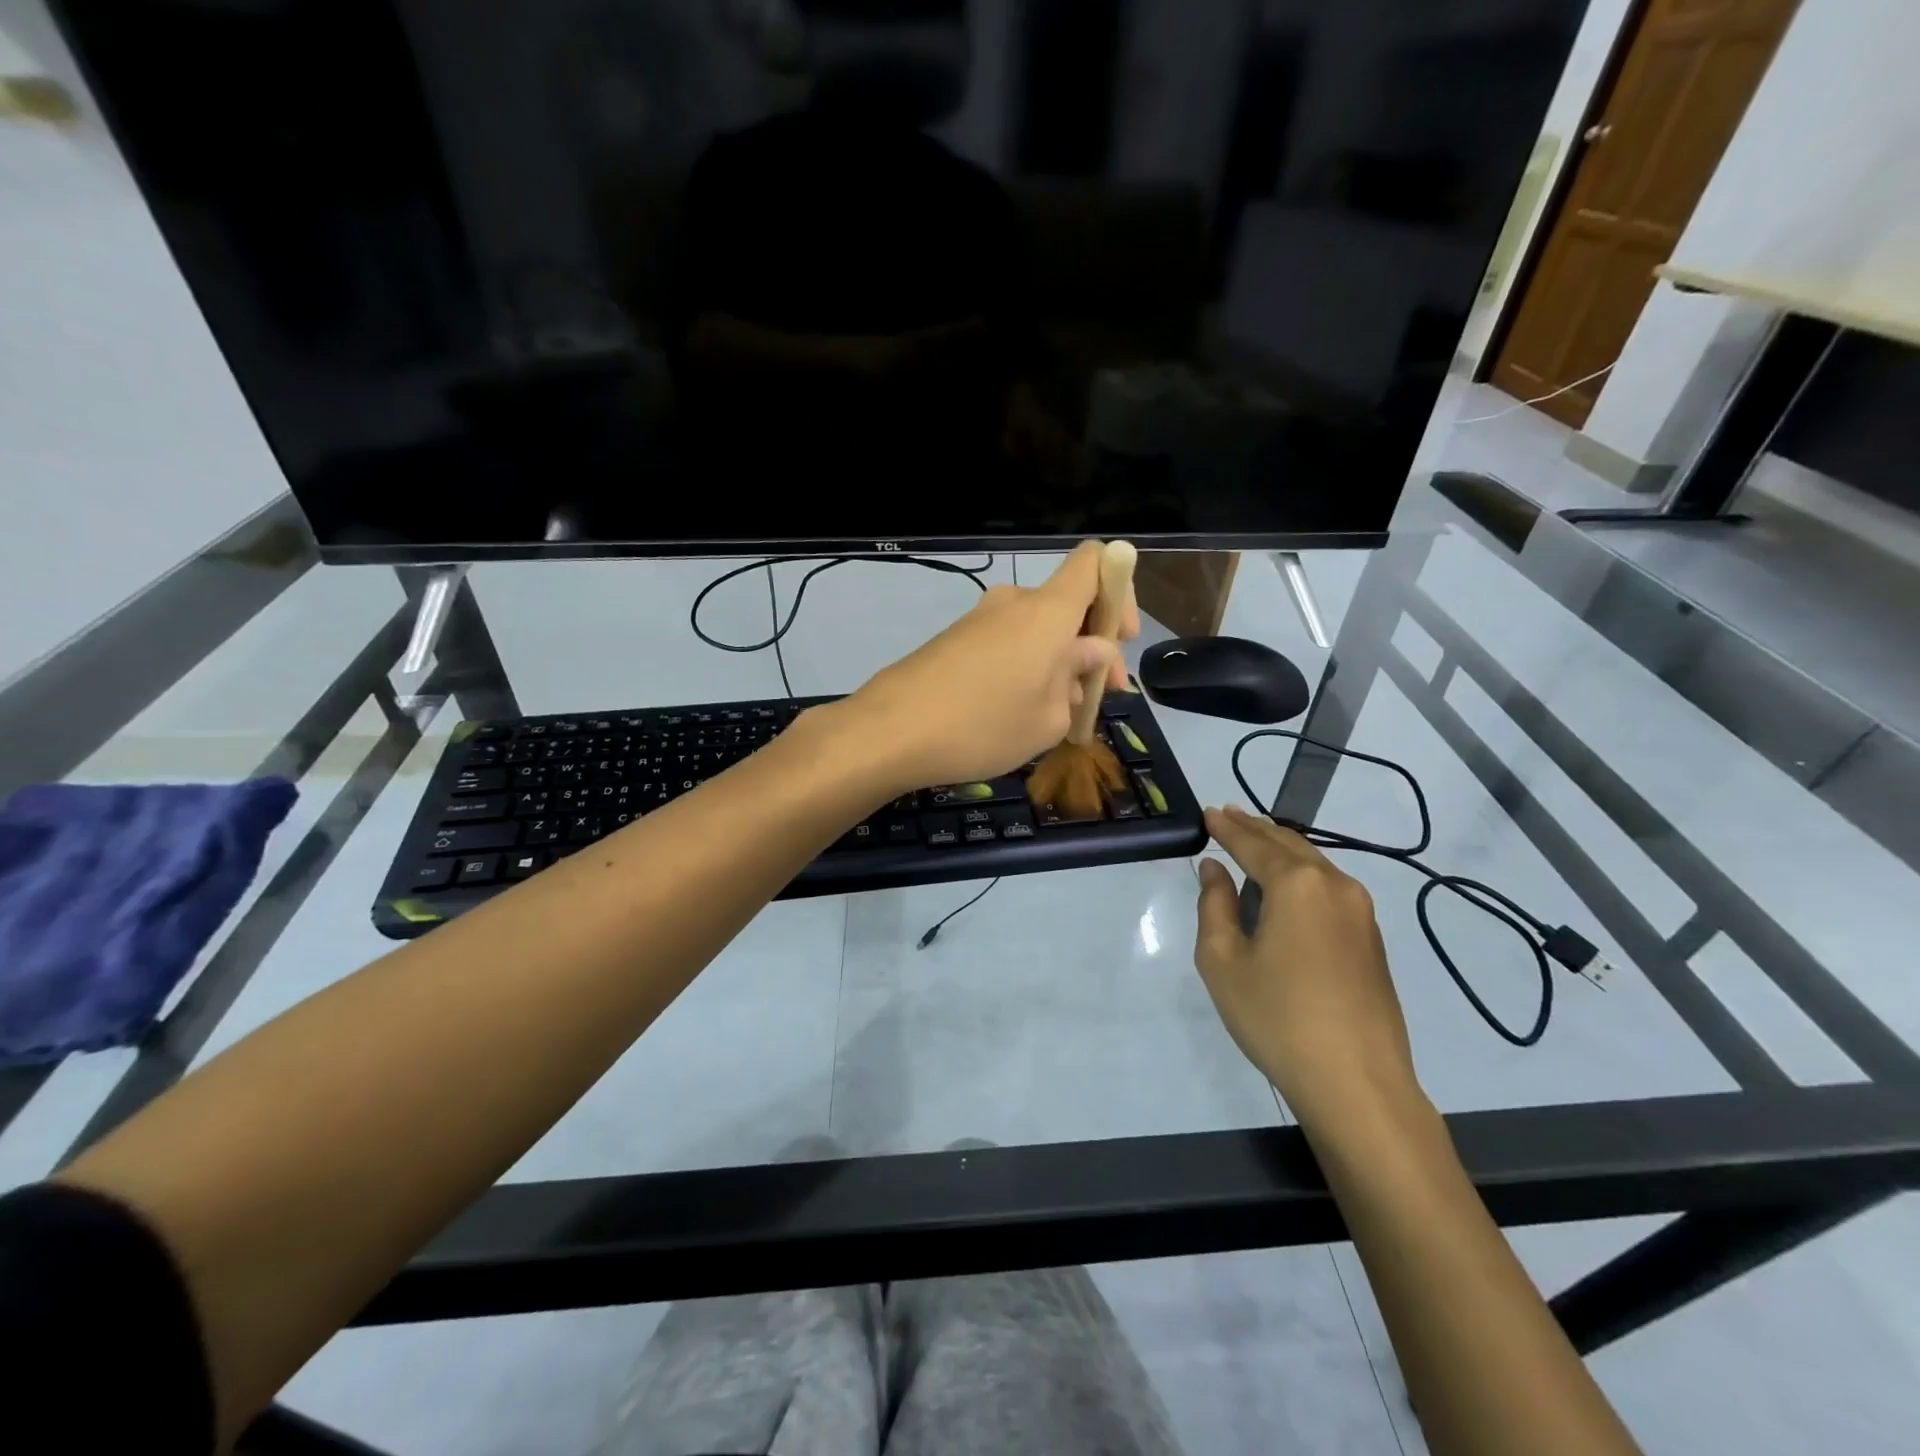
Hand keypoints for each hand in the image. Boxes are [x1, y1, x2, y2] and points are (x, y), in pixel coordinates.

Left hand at [841, 542, 1137, 792]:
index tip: (1120, 638)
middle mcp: (1014, 603)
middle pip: (1068, 605)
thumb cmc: (984, 725)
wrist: (890, 731)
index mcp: (1047, 611)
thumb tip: (1089, 655)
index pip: (1094, 562)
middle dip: (1092, 646)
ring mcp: (980, 619)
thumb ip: (1078, 680)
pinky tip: (1021, 712)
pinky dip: (1025, 668)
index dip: (1119, 590)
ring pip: (1037, 631)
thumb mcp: (1049, 717)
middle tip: (1099, 696)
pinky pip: (1007, 644)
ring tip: (1060, 714)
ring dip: (1058, 663)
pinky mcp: (955, 640)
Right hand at [1194, 806, 1420, 1130]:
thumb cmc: (1277, 1017)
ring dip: (1281, 850)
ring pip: (1314, 864)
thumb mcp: (1223, 960)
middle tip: (1228, 815)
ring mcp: (1361, 912)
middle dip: (1255, 829)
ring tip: (1253, 841)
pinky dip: (1301, 875)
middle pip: (1289, 844)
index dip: (1227, 828)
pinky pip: (1329, 889)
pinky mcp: (1372, 939)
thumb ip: (1215, 905)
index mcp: (1297, 883)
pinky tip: (1286, 885)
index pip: (1253, 844)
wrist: (1357, 1083)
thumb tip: (1215, 869)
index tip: (1208, 811)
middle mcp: (1335, 885)